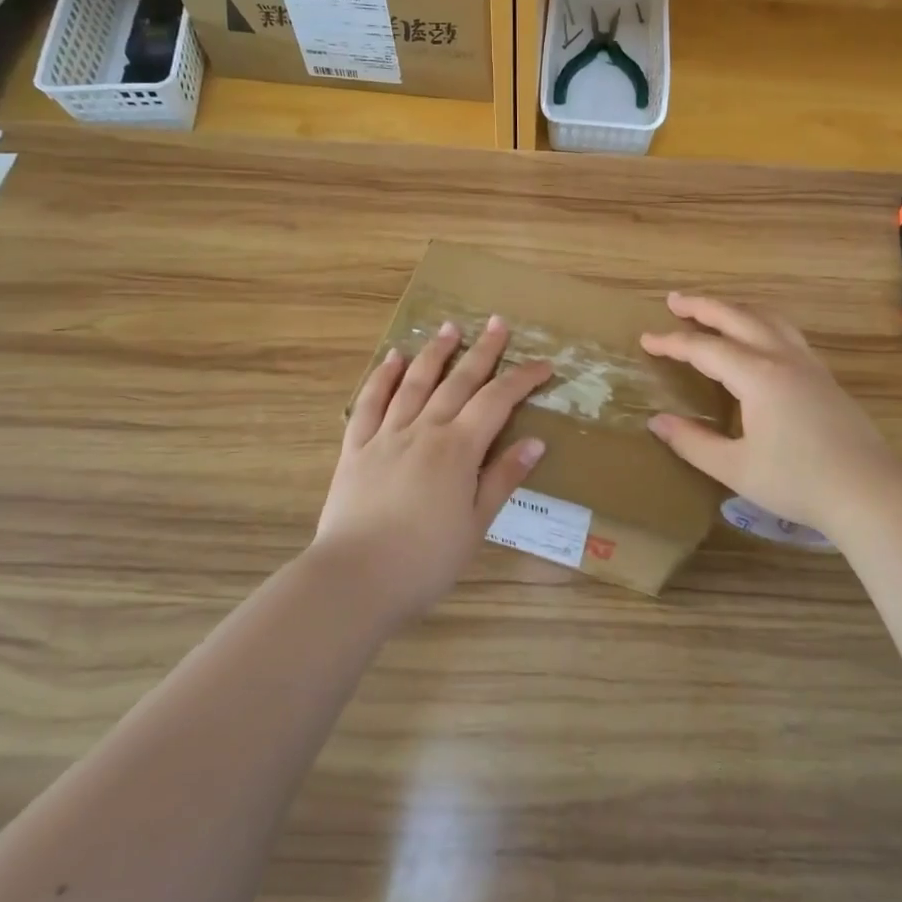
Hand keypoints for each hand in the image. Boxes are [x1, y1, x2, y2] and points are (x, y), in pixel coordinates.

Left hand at [314, 316, 553, 621]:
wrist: (356, 578)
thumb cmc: (425, 560)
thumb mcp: (475, 524)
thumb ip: (502, 479)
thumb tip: (534, 442)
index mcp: (458, 449)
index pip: (497, 401)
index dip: (523, 379)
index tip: (545, 365)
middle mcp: (424, 430)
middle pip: (458, 381)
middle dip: (482, 351)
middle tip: (498, 323)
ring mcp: (386, 435)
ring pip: (414, 382)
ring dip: (435, 353)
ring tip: (450, 327)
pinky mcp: (356, 448)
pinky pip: (370, 403)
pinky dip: (382, 377)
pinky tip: (392, 358)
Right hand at [640, 293, 901, 544]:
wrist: (869, 492)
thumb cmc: (798, 482)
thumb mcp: (735, 468)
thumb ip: (693, 442)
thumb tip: (657, 422)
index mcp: (757, 376)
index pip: (705, 349)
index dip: (672, 342)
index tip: (646, 339)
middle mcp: (782, 358)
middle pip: (737, 317)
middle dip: (702, 306)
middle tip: (674, 300)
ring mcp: (808, 364)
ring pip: (767, 318)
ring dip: (735, 308)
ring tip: (714, 310)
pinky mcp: (824, 376)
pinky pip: (786, 332)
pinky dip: (760, 322)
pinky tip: (758, 338)